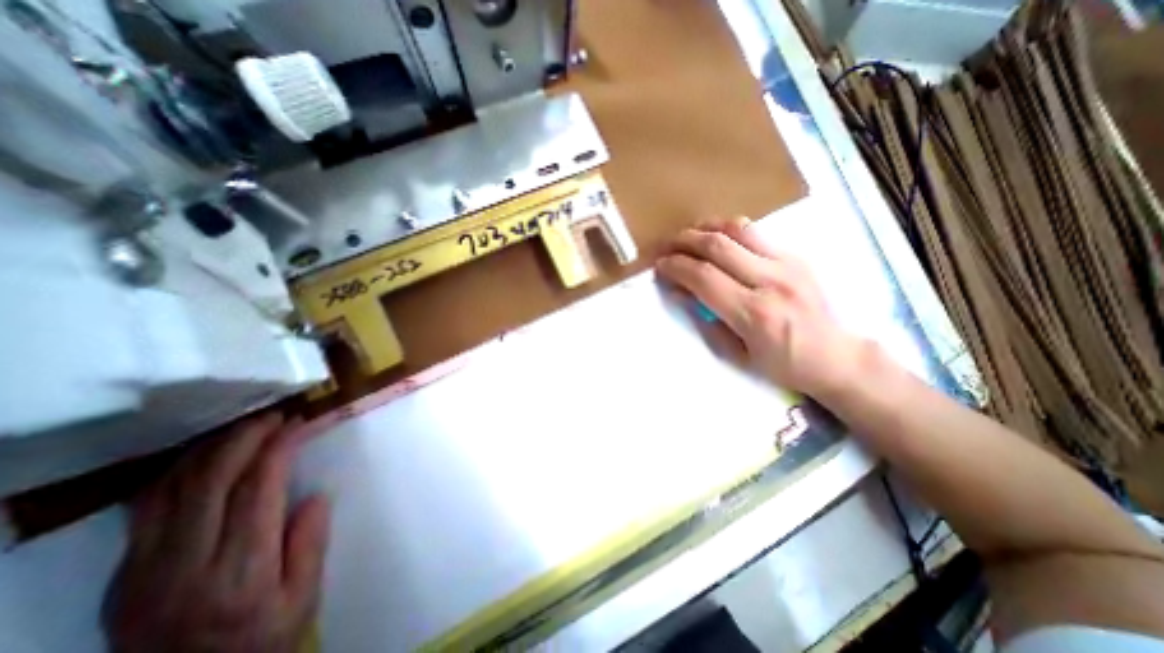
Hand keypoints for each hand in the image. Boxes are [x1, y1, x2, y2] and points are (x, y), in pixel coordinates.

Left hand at [102, 414, 328, 652]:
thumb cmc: (259, 643)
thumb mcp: (303, 600)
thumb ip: (311, 546)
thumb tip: (313, 497)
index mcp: (239, 572)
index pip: (258, 490)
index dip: (278, 448)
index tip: (298, 423)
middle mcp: (184, 566)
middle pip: (210, 481)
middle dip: (244, 437)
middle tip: (274, 415)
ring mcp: (142, 572)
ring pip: (171, 489)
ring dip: (211, 448)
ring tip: (245, 429)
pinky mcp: (123, 576)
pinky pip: (147, 508)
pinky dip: (179, 472)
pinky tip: (206, 459)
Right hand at [653, 217, 861, 397]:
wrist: (836, 356)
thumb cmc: (781, 365)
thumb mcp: (735, 353)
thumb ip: (704, 320)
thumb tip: (678, 292)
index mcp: (754, 313)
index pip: (704, 277)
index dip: (676, 267)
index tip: (660, 267)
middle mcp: (771, 281)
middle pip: (718, 245)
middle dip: (684, 241)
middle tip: (666, 247)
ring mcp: (788, 263)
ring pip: (738, 229)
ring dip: (705, 228)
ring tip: (688, 237)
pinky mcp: (796, 256)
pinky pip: (754, 233)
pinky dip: (727, 232)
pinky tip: (715, 240)